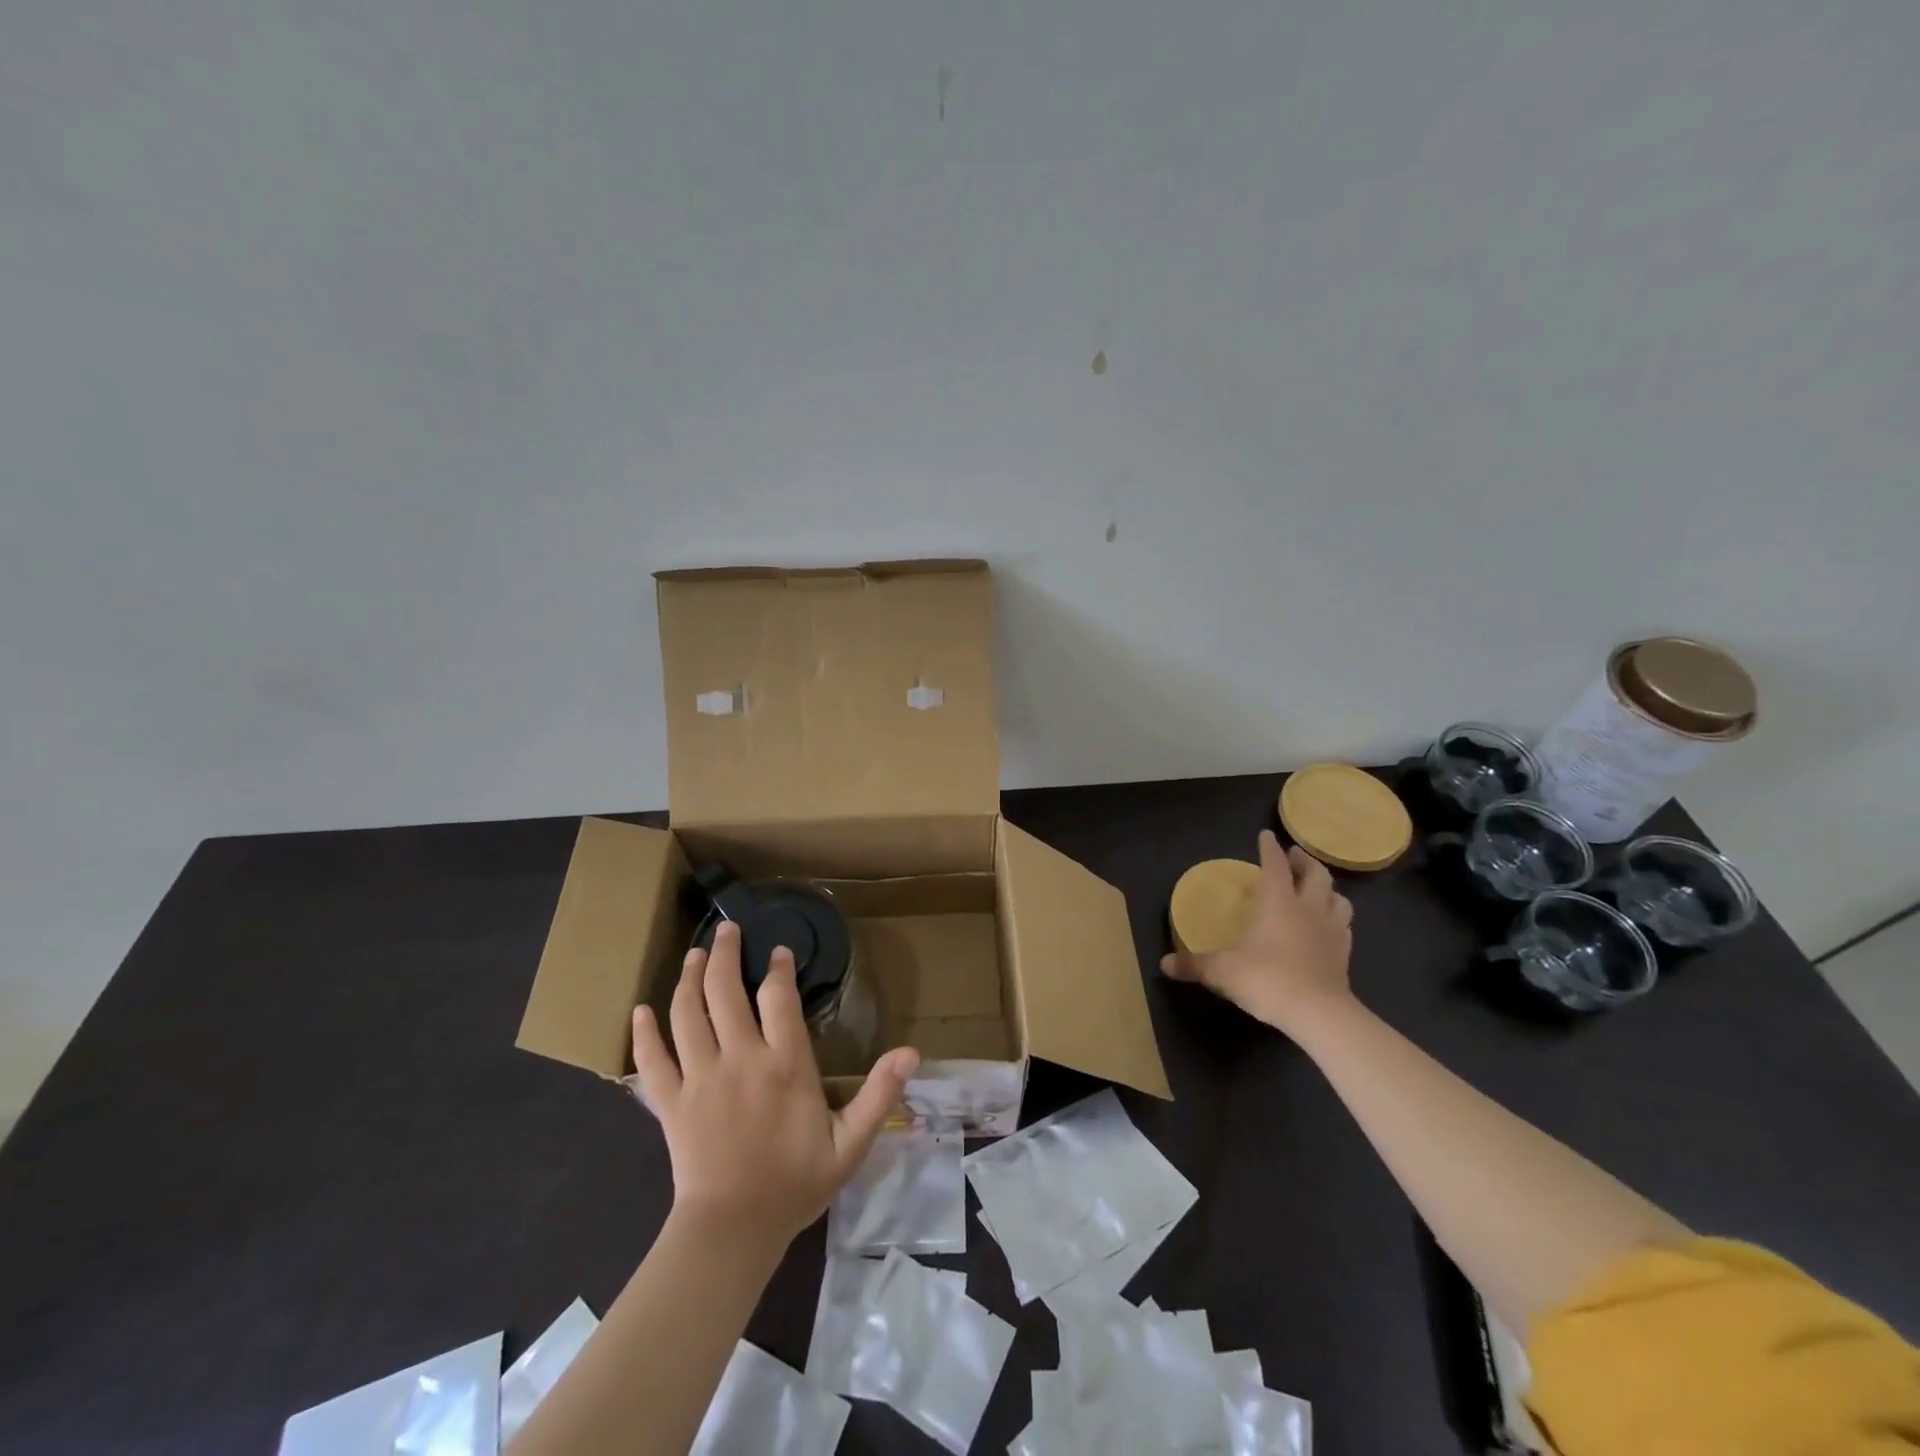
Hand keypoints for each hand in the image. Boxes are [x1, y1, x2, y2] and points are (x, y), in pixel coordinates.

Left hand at [631, 921, 919, 1249]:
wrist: (734, 1232)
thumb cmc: (795, 1184)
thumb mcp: (850, 1144)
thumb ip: (879, 1095)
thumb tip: (912, 1052)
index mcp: (785, 1064)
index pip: (778, 997)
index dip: (777, 968)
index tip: (777, 952)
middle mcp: (740, 1059)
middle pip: (724, 991)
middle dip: (723, 953)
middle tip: (726, 930)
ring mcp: (700, 1078)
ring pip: (687, 1013)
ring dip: (688, 979)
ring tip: (693, 955)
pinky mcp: (670, 1102)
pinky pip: (651, 1059)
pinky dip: (644, 1032)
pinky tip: (639, 1011)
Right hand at [1160, 830, 1354, 1034]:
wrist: (1318, 1014)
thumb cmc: (1266, 979)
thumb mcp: (1221, 971)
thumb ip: (1193, 965)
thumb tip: (1164, 964)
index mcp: (1278, 902)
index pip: (1275, 865)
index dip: (1270, 848)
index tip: (1266, 835)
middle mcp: (1308, 909)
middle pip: (1317, 874)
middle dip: (1305, 861)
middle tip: (1295, 856)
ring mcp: (1331, 932)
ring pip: (1339, 899)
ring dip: (1328, 890)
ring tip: (1317, 890)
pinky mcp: (1344, 955)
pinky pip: (1344, 927)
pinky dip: (1337, 920)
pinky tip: (1328, 927)